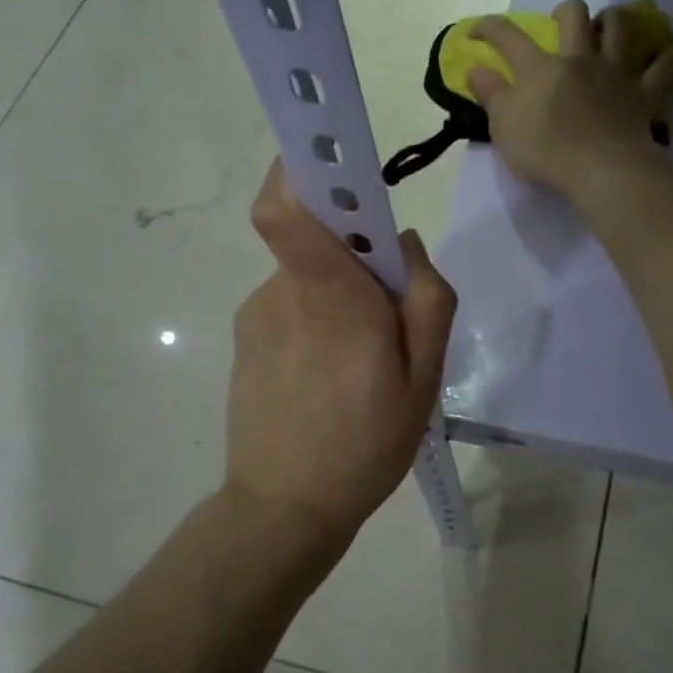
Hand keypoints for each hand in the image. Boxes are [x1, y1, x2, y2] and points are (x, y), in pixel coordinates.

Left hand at [225, 159, 457, 550]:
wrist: (282, 509)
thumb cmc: (363, 448)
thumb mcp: (423, 382)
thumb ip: (426, 300)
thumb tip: (403, 242)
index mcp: (331, 300)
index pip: (286, 209)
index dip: (304, 168)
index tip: (340, 163)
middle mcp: (281, 292)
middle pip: (318, 233)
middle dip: (359, 252)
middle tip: (390, 317)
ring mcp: (257, 312)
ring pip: (309, 270)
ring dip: (341, 291)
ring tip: (361, 361)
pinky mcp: (246, 335)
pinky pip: (292, 300)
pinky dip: (318, 316)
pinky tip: (330, 375)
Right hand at [467, 0, 672, 199]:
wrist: (600, 169)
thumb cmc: (545, 151)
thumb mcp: (503, 128)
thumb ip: (490, 95)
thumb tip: (475, 69)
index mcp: (539, 68)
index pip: (508, 37)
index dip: (489, 28)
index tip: (477, 31)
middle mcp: (578, 59)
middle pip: (574, 15)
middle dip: (564, 11)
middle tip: (560, 23)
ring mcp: (615, 72)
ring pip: (619, 27)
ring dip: (612, 20)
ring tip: (607, 26)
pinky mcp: (644, 92)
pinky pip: (666, 67)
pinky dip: (669, 58)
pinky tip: (669, 55)